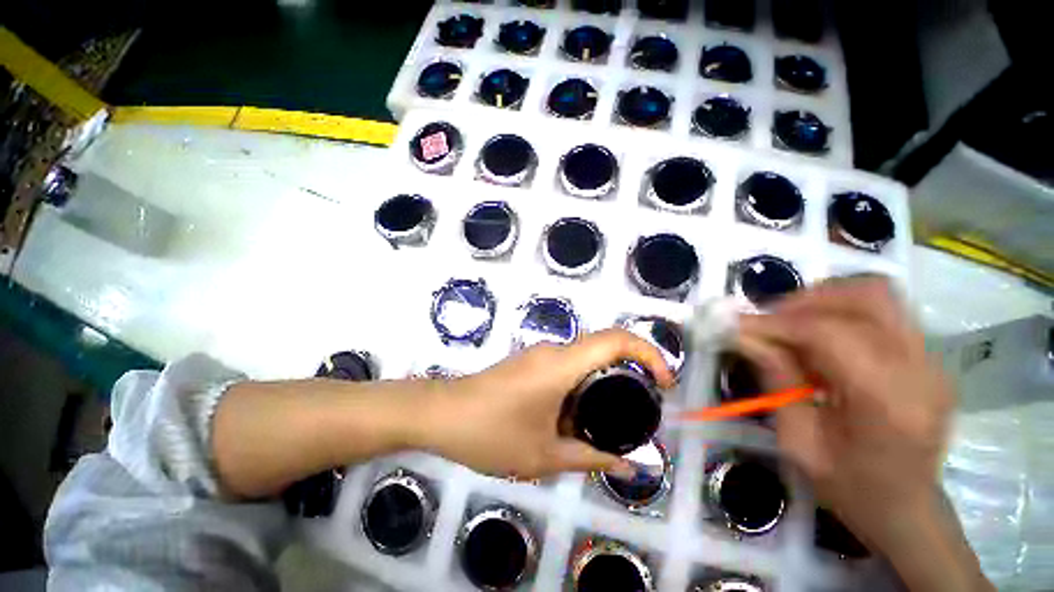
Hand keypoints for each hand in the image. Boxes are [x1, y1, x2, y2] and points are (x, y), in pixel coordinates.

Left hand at [417, 329, 673, 479]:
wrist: (441, 414)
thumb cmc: (490, 433)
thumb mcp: (544, 455)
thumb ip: (590, 458)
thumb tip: (629, 467)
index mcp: (561, 365)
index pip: (615, 339)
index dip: (648, 353)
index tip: (664, 383)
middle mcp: (554, 351)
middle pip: (604, 349)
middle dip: (628, 376)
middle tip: (635, 414)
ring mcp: (539, 355)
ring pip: (585, 360)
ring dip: (601, 386)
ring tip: (602, 426)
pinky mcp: (529, 363)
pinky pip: (566, 367)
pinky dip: (581, 388)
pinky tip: (572, 420)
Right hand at [735, 277, 953, 551]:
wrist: (907, 508)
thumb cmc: (849, 487)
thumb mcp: (798, 441)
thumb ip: (776, 380)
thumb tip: (743, 336)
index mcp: (888, 403)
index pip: (830, 333)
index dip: (777, 323)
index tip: (736, 324)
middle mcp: (921, 371)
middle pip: (867, 298)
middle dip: (806, 301)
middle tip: (768, 321)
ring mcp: (932, 361)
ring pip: (877, 296)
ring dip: (824, 301)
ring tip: (790, 325)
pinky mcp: (928, 357)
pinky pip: (882, 313)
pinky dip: (841, 313)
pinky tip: (819, 338)